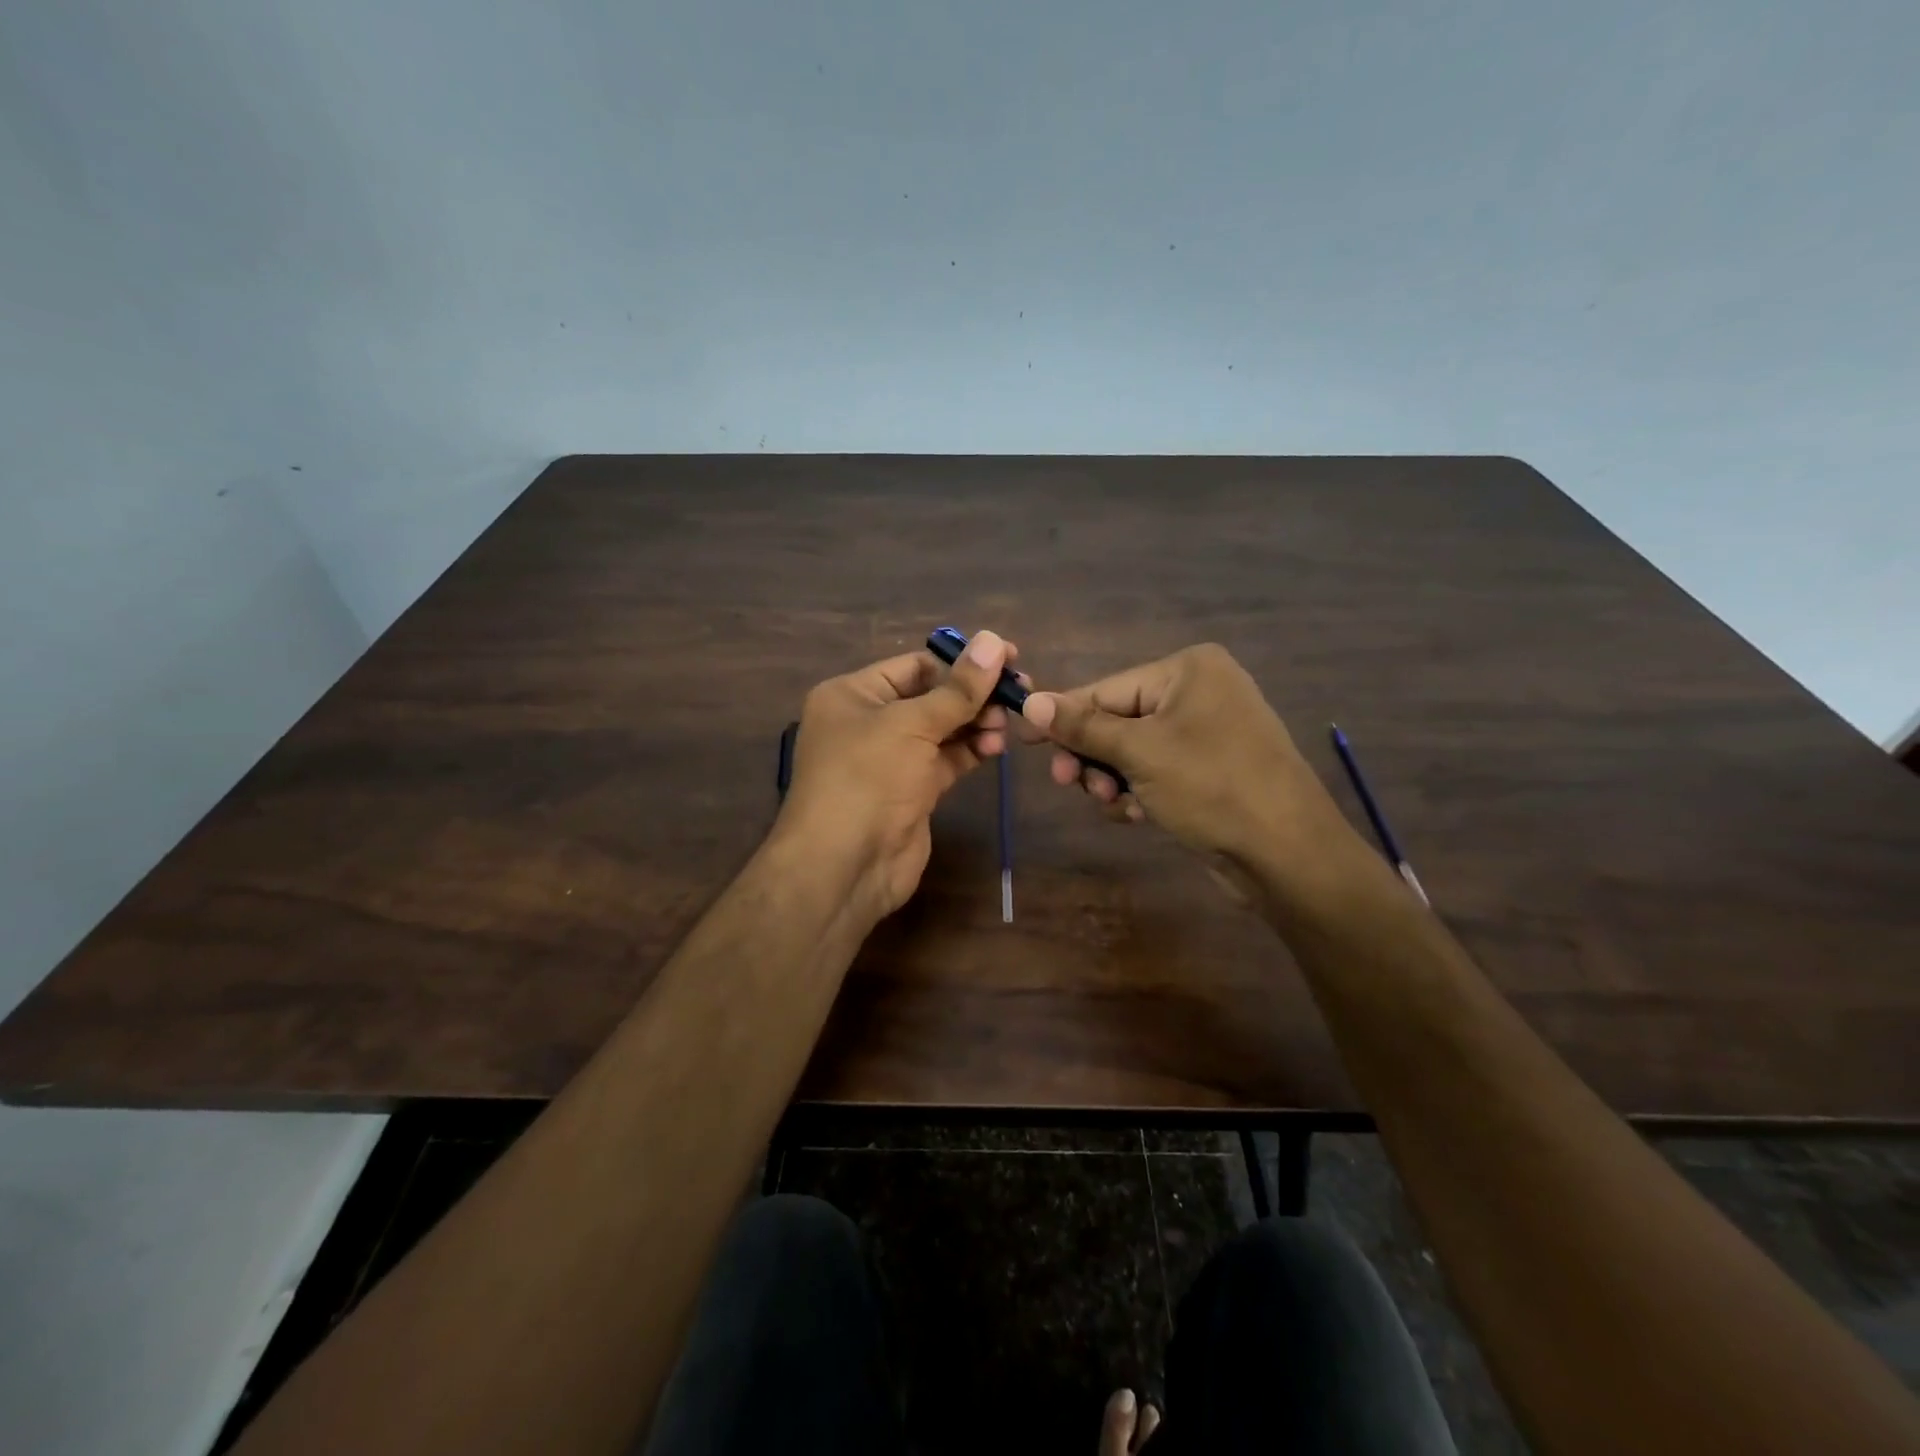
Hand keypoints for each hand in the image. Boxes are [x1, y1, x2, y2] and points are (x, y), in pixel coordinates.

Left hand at [775, 631, 1017, 918]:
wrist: (845, 866)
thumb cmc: (867, 778)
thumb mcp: (911, 724)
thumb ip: (958, 688)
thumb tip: (995, 640)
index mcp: (853, 695)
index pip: (914, 665)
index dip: (960, 661)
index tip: (1008, 657)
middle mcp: (869, 722)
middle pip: (931, 696)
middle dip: (973, 694)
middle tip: (1019, 690)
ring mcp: (891, 759)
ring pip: (942, 729)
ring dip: (977, 723)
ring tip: (1007, 723)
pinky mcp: (911, 791)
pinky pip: (946, 760)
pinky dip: (972, 751)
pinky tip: (997, 746)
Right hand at [1022, 643, 1361, 885]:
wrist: (1287, 854)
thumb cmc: (1212, 786)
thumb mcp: (1139, 753)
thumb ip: (1082, 727)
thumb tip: (1030, 701)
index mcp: (1188, 670)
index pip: (1106, 690)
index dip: (1063, 717)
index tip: (1022, 739)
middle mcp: (1199, 692)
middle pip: (1117, 721)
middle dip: (1092, 756)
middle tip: (1066, 783)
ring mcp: (1207, 732)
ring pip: (1132, 751)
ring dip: (1112, 778)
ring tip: (1112, 804)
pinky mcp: (1210, 770)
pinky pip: (1156, 771)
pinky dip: (1138, 791)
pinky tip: (1136, 815)